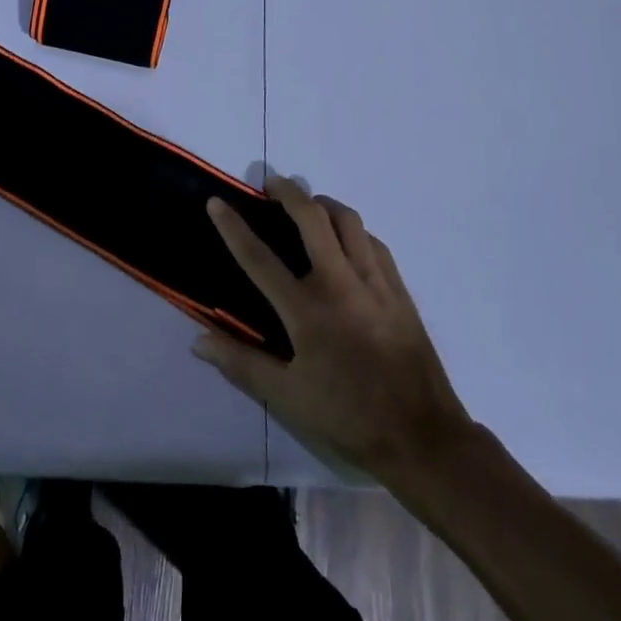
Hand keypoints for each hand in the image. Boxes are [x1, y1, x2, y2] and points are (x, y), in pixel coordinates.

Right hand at [197, 176, 473, 485]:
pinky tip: (347, 239)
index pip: (260, 258)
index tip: (217, 201)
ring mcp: (374, 282)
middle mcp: (340, 284)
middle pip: (312, 219)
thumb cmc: (347, 416)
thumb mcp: (287, 397)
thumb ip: (241, 364)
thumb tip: (198, 341)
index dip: (233, 227)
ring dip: (323, 204)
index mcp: (307, 310)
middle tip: (271, 184)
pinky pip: (373, 242)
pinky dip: (354, 230)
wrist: (422, 435)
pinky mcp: (399, 289)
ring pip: (348, 221)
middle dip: (288, 192)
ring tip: (308, 204)